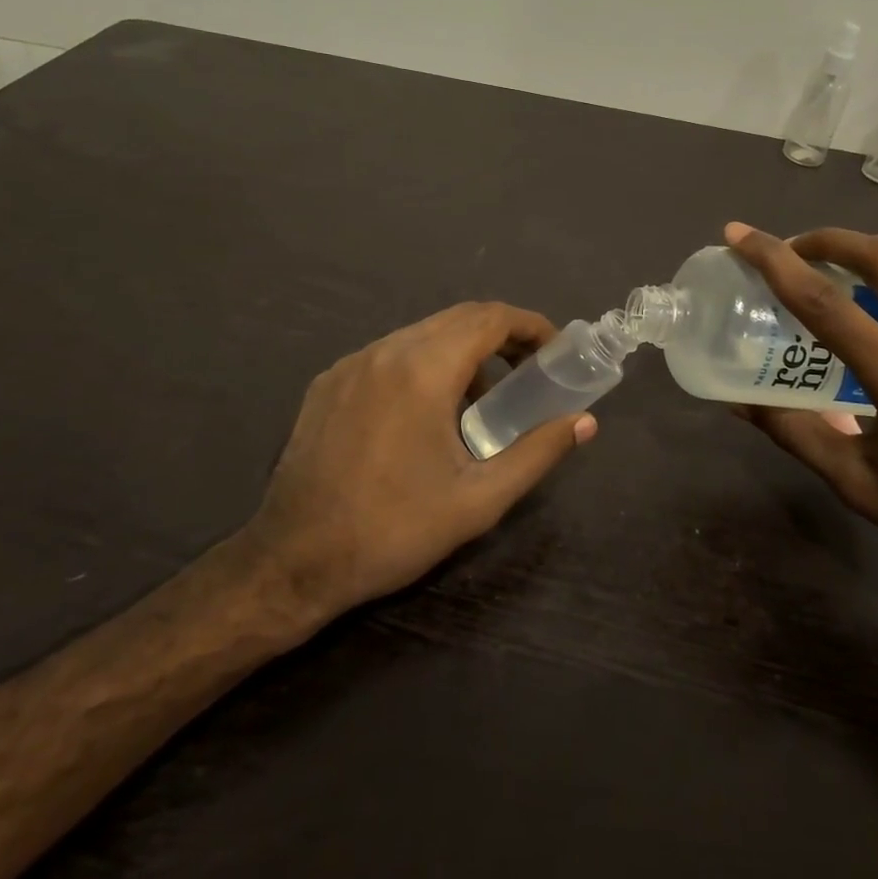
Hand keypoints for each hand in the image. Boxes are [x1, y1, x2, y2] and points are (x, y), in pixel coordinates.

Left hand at [242, 302, 595, 626]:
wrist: (293, 560)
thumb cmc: (393, 530)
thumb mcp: (478, 499)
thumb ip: (537, 453)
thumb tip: (584, 423)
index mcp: (423, 370)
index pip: (489, 318)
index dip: (530, 326)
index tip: (554, 351)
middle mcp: (385, 351)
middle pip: (456, 319)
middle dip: (500, 336)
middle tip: (527, 372)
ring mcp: (350, 364)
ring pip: (421, 334)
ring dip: (460, 352)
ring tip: (479, 401)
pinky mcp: (328, 383)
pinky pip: (388, 355)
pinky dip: (422, 364)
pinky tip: (424, 414)